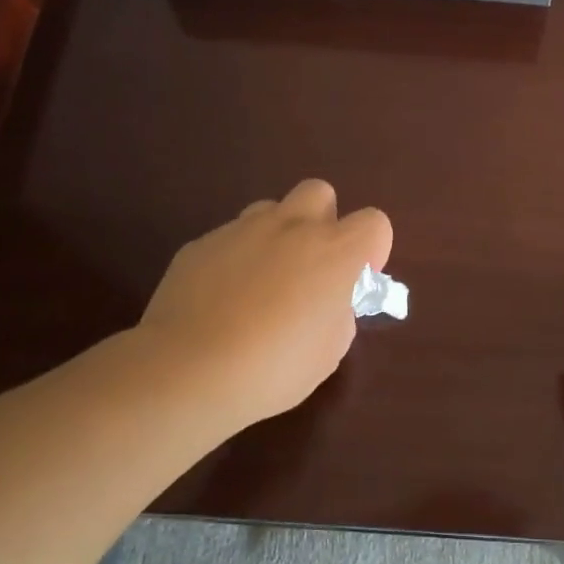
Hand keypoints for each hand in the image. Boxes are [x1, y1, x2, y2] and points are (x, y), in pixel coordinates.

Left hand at [133, 180, 391, 436]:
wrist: (188, 371)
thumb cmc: (275, 368)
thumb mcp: (330, 351)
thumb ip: (340, 313)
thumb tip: (329, 301)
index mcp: (335, 252)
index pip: (375, 222)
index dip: (371, 250)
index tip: (355, 282)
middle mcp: (292, 227)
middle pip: (320, 193)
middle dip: (323, 222)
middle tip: (311, 268)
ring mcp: (241, 230)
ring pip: (271, 210)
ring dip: (278, 235)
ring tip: (264, 281)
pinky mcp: (201, 243)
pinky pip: (230, 238)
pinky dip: (236, 258)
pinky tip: (222, 299)